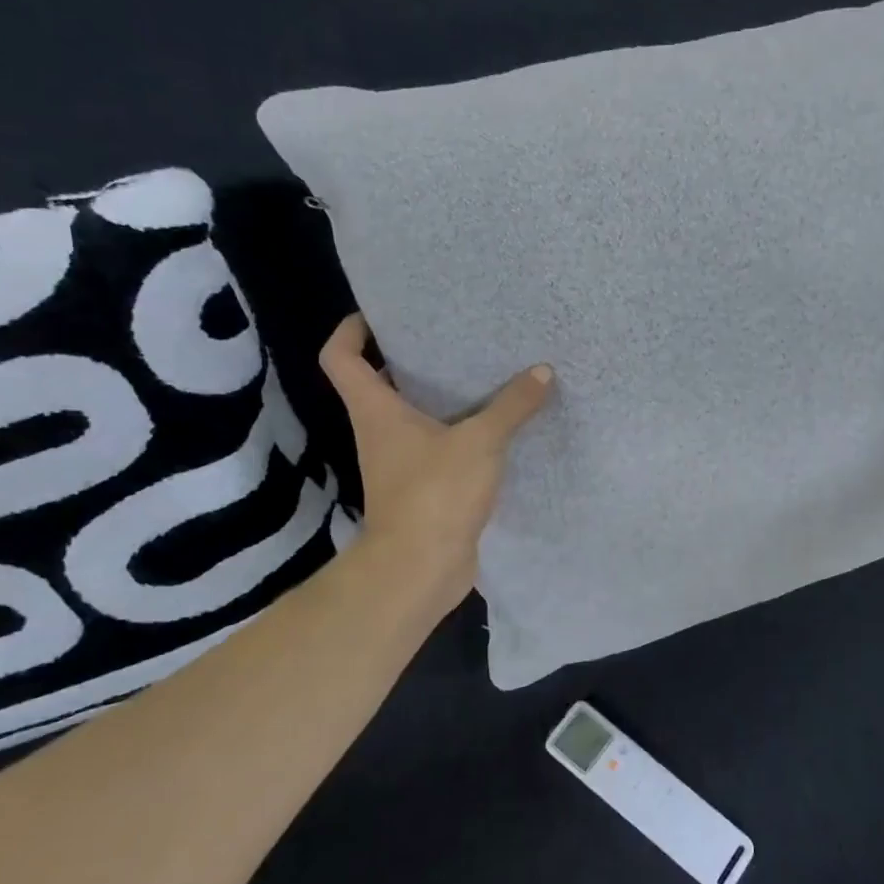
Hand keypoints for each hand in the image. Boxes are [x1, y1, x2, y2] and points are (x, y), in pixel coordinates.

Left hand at [319, 315, 552, 616]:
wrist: (421, 569)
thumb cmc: (435, 493)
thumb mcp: (480, 441)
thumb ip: (512, 405)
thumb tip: (542, 372)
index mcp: (375, 410)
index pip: (340, 357)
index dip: (351, 330)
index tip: (380, 314)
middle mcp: (379, 432)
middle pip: (377, 383)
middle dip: (405, 358)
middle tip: (447, 337)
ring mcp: (398, 463)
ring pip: (411, 416)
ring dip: (436, 397)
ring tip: (478, 374)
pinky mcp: (421, 488)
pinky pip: (436, 447)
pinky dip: (457, 433)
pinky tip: (493, 426)